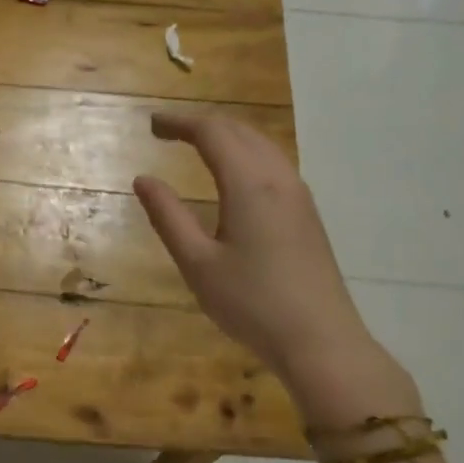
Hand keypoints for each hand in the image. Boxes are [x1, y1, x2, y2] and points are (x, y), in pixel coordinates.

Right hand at [134, 113, 414, 426]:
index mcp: (249, 185)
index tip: (151, 124)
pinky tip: (234, 174)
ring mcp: (298, 196)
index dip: (180, 123)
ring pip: (261, 146)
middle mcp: (278, 179)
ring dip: (227, 136)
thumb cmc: (251, 303)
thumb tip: (143, 180)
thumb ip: (168, 216)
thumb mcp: (197, 263)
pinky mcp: (307, 214)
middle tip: (166, 131)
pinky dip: (245, 154)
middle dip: (201, 124)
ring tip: (196, 145)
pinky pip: (273, 164)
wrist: (320, 339)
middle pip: (240, 131)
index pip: (212, 133)